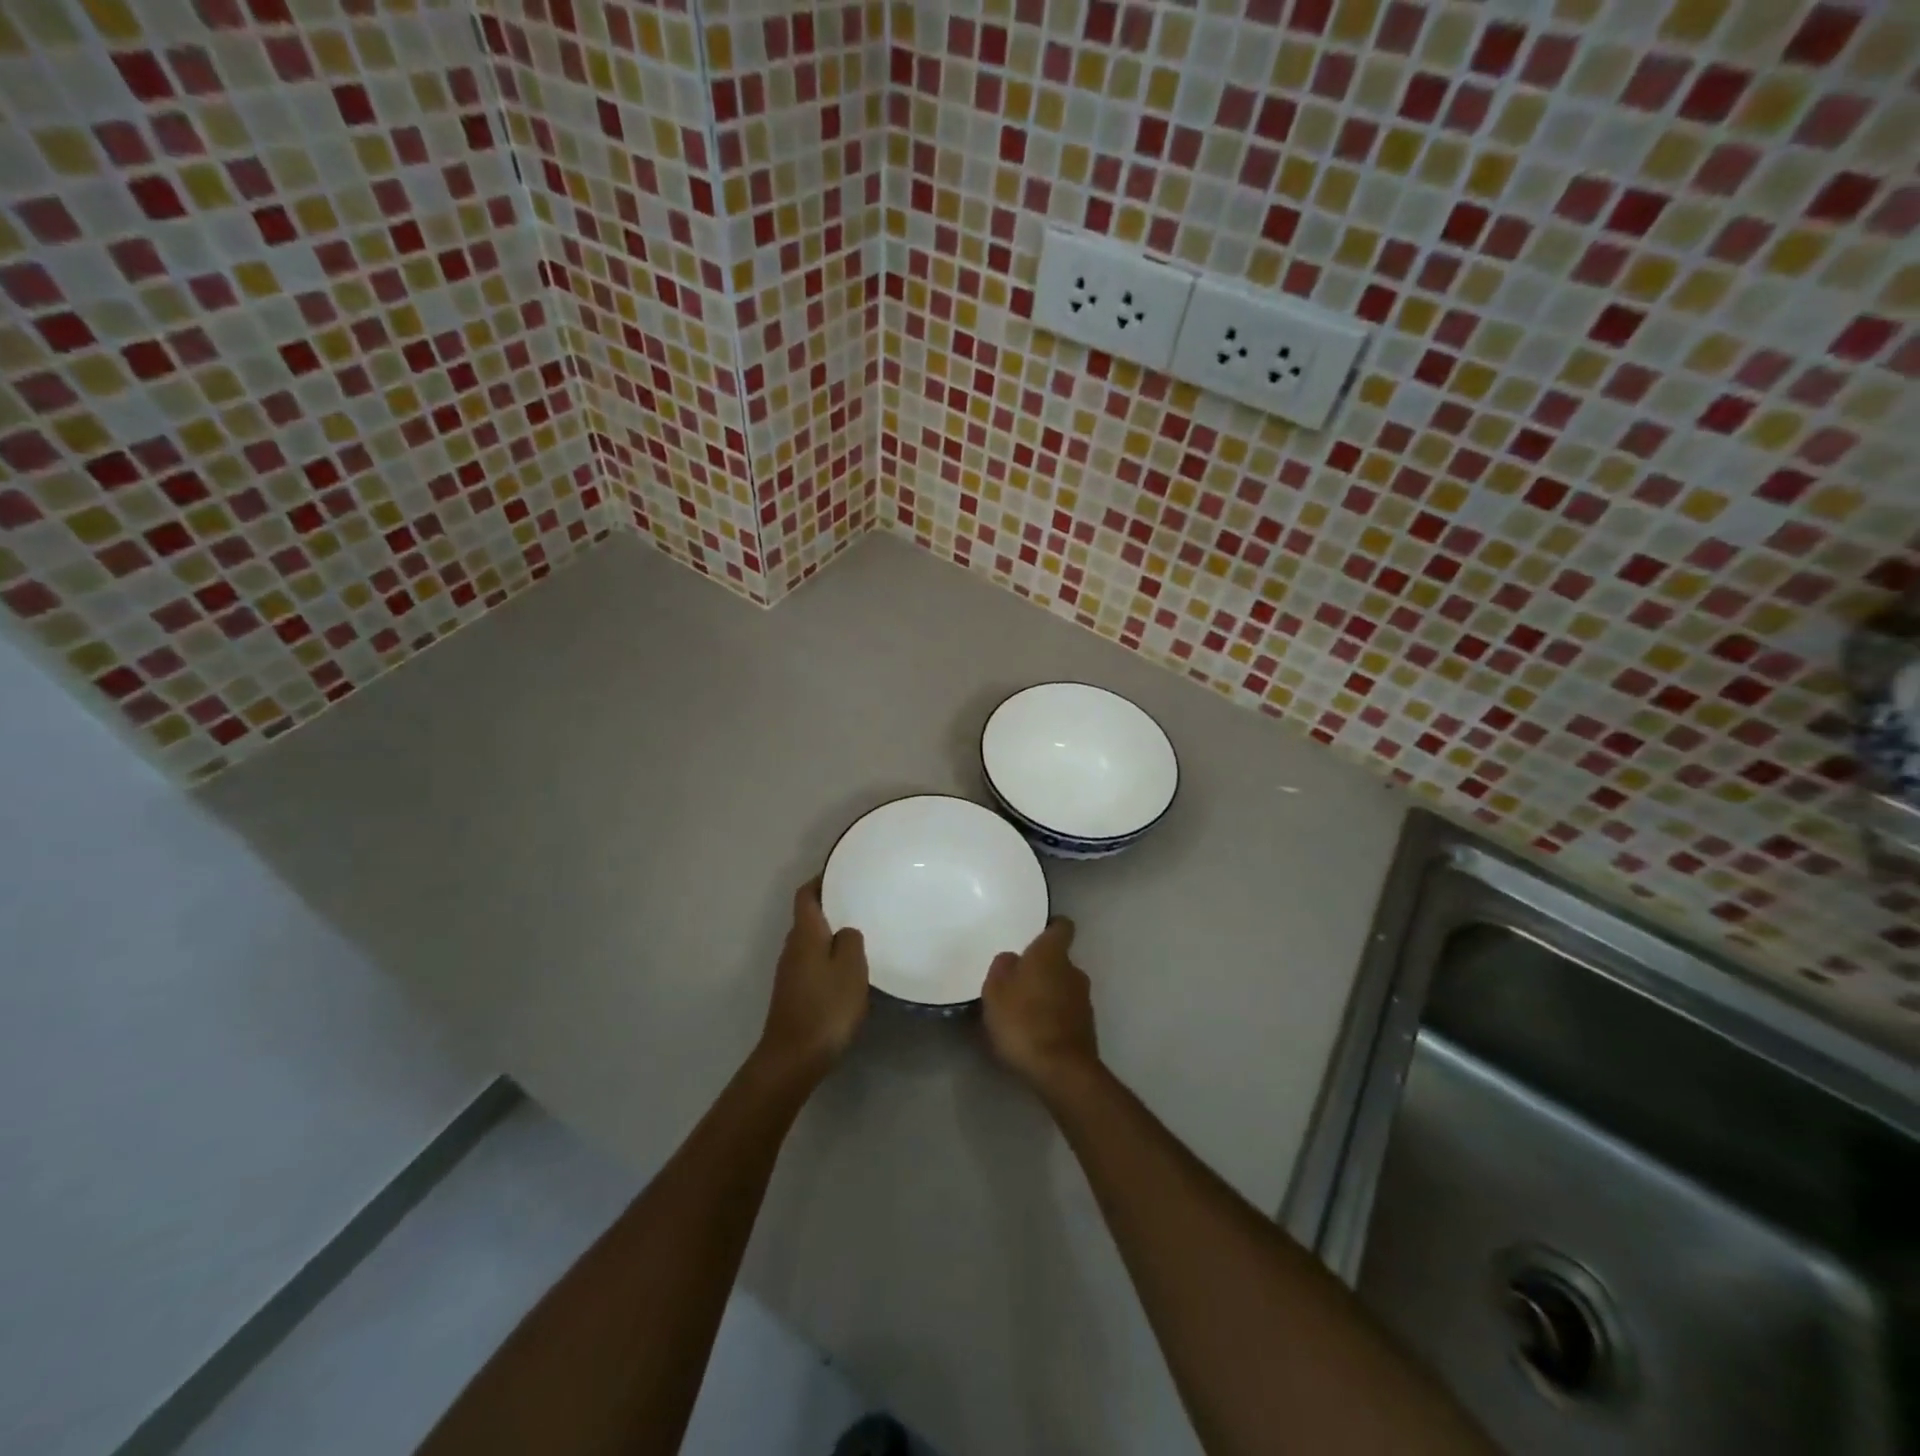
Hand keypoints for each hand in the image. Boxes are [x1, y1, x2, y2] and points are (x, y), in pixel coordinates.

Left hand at [757, 878, 868, 1083]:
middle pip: (809, 917)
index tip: (843, 872)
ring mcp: (790, 972)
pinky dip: (829, 958)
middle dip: (831, 907)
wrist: (793, 1058)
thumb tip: (844, 932)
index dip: (821, 880)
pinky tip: (849, 970)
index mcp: (805, 934)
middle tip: (861, 902)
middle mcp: (792, 947)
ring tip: (861, 933)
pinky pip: (813, 963)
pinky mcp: (794, 993)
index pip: (806, 894)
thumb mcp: (850, 968)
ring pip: (812, 942)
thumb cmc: (826, 1007)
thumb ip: (850, 941)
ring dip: (831, 935)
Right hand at [982, 918, 1099, 1094]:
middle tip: (1017, 980)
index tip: (1037, 932)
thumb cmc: (1023, 1020)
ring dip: (1048, 994)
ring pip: (1063, 987)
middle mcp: (1074, 971)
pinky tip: (1035, 1033)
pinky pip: (1066, 1013)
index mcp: (1052, 954)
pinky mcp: (1087, 1028)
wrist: (1060, 1071)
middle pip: (1059, 960)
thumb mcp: (995, 990)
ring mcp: (1084, 1001)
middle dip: (1042, 968)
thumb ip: (1002, 967)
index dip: (1051, 926)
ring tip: (1023, 1011)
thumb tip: (1012, 959)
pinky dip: (1053, 1017)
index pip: (1062, 926)